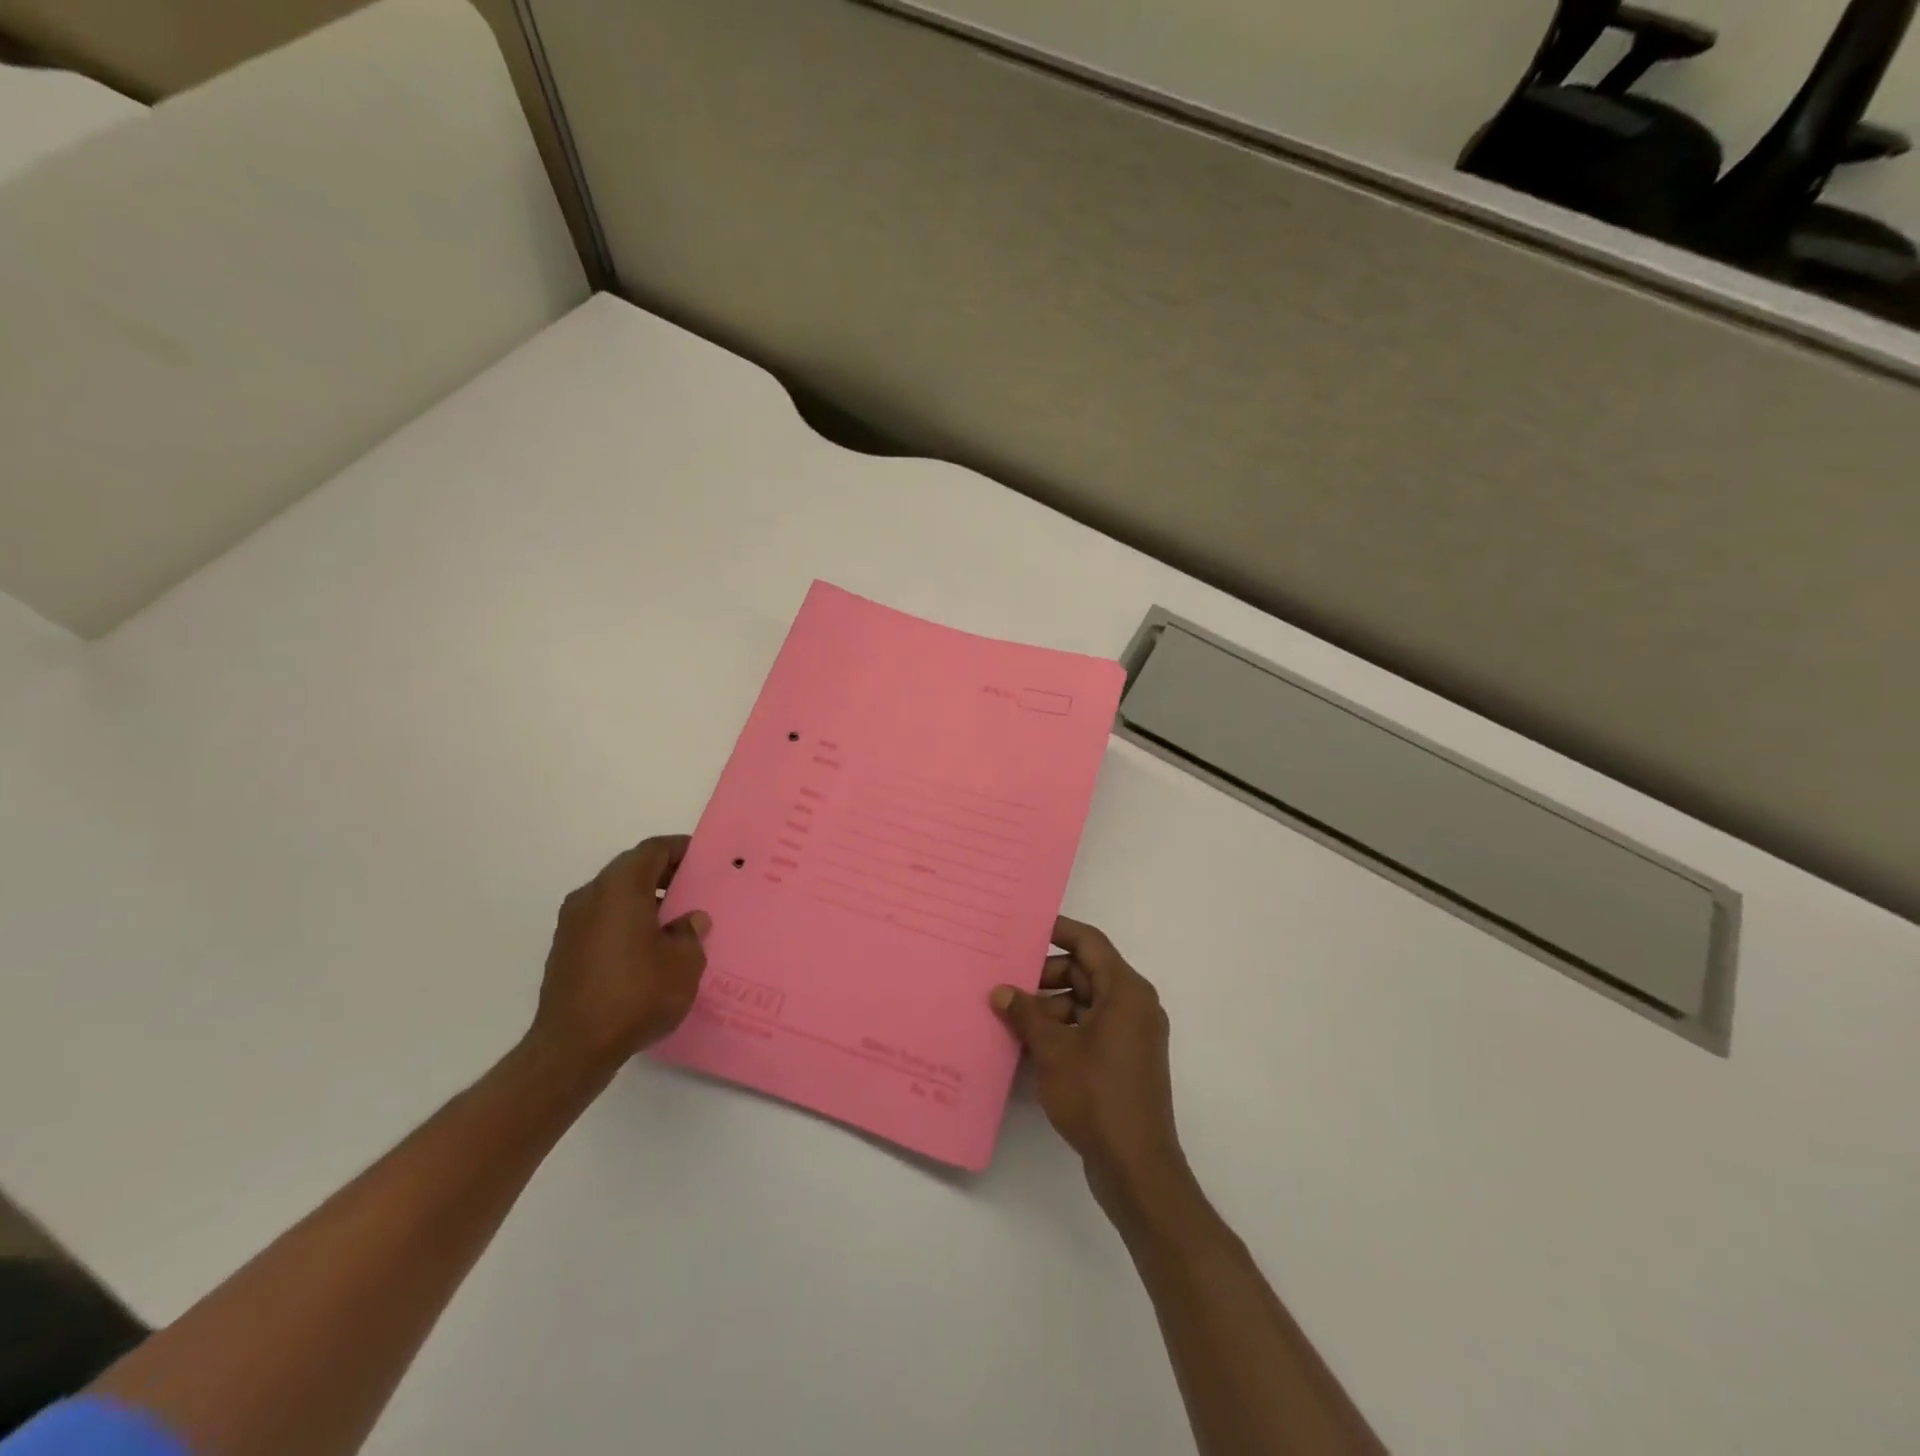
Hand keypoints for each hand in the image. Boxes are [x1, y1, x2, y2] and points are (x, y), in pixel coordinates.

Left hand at [532, 835, 710, 1072]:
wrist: (572, 1049)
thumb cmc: (635, 995)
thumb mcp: (684, 963)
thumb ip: (690, 933)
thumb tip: (689, 920)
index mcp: (620, 888)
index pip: (652, 850)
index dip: (680, 849)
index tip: (704, 859)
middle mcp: (590, 897)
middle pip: (631, 870)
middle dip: (664, 875)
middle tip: (695, 889)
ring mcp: (572, 925)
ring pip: (615, 897)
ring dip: (645, 901)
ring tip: (676, 923)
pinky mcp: (565, 952)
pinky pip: (603, 922)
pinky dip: (627, 923)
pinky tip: (650, 950)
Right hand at [991, 916, 1186, 1207]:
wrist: (1136, 1167)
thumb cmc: (1097, 1096)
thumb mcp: (1053, 1050)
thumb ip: (1026, 1014)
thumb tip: (1001, 991)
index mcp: (1126, 991)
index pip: (1090, 943)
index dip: (1059, 930)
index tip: (1025, 926)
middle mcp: (1134, 1005)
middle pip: (1086, 973)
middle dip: (1046, 976)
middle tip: (1007, 982)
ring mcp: (1132, 1035)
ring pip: (1085, 1002)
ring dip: (1050, 1006)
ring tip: (1011, 1017)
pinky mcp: (1125, 1060)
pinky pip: (1090, 1028)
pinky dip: (1063, 1029)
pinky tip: (1029, 1042)